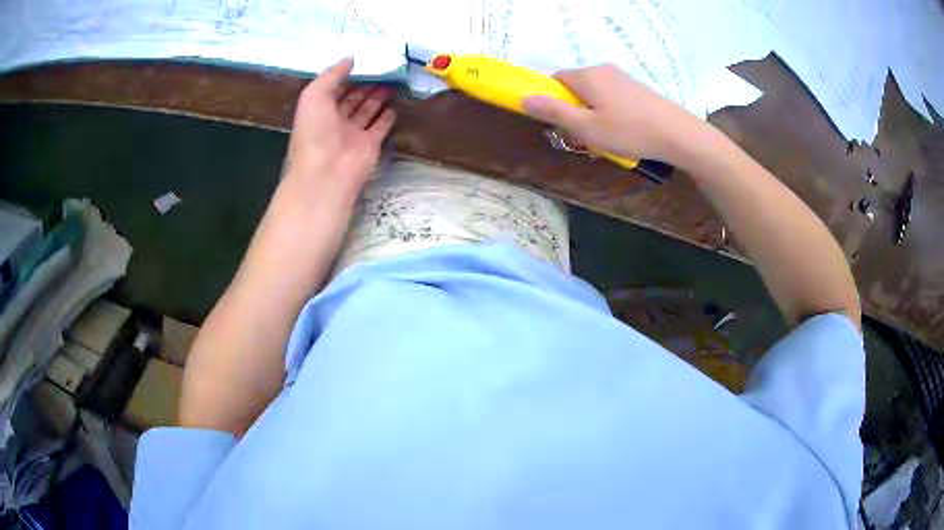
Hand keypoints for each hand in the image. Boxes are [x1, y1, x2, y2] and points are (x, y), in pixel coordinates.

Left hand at [284, 57, 396, 201]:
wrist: (327, 172)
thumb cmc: (315, 132)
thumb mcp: (314, 95)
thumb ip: (331, 74)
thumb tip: (351, 59)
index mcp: (319, 109)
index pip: (335, 87)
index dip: (348, 74)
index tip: (366, 59)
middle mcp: (335, 120)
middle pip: (353, 97)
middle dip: (367, 82)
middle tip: (385, 66)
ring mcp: (353, 133)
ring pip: (368, 109)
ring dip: (379, 95)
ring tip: (395, 78)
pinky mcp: (370, 144)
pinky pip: (380, 127)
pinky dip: (387, 116)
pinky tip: (396, 104)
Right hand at [523, 63, 708, 167]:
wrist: (678, 134)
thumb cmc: (629, 131)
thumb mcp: (586, 127)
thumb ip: (554, 112)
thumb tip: (524, 98)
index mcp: (587, 76)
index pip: (555, 80)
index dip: (552, 101)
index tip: (560, 125)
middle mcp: (603, 70)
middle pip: (576, 88)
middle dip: (574, 112)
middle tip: (583, 140)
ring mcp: (623, 78)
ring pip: (595, 96)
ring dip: (592, 117)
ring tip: (604, 142)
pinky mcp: (637, 89)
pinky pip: (612, 99)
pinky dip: (609, 115)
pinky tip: (621, 135)